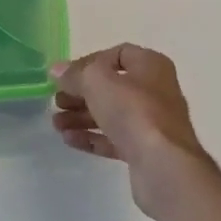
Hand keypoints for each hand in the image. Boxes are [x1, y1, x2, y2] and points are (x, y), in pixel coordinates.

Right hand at [50, 44, 210, 218]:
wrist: (164, 166)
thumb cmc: (133, 111)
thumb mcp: (96, 81)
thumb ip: (74, 74)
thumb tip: (57, 70)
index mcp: (150, 65)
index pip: (117, 54)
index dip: (89, 62)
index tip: (67, 76)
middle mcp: (155, 90)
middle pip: (111, 86)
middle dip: (81, 93)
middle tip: (57, 102)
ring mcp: (151, 123)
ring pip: (111, 113)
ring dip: (81, 117)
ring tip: (56, 124)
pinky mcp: (145, 150)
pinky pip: (114, 138)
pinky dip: (92, 137)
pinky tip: (69, 140)